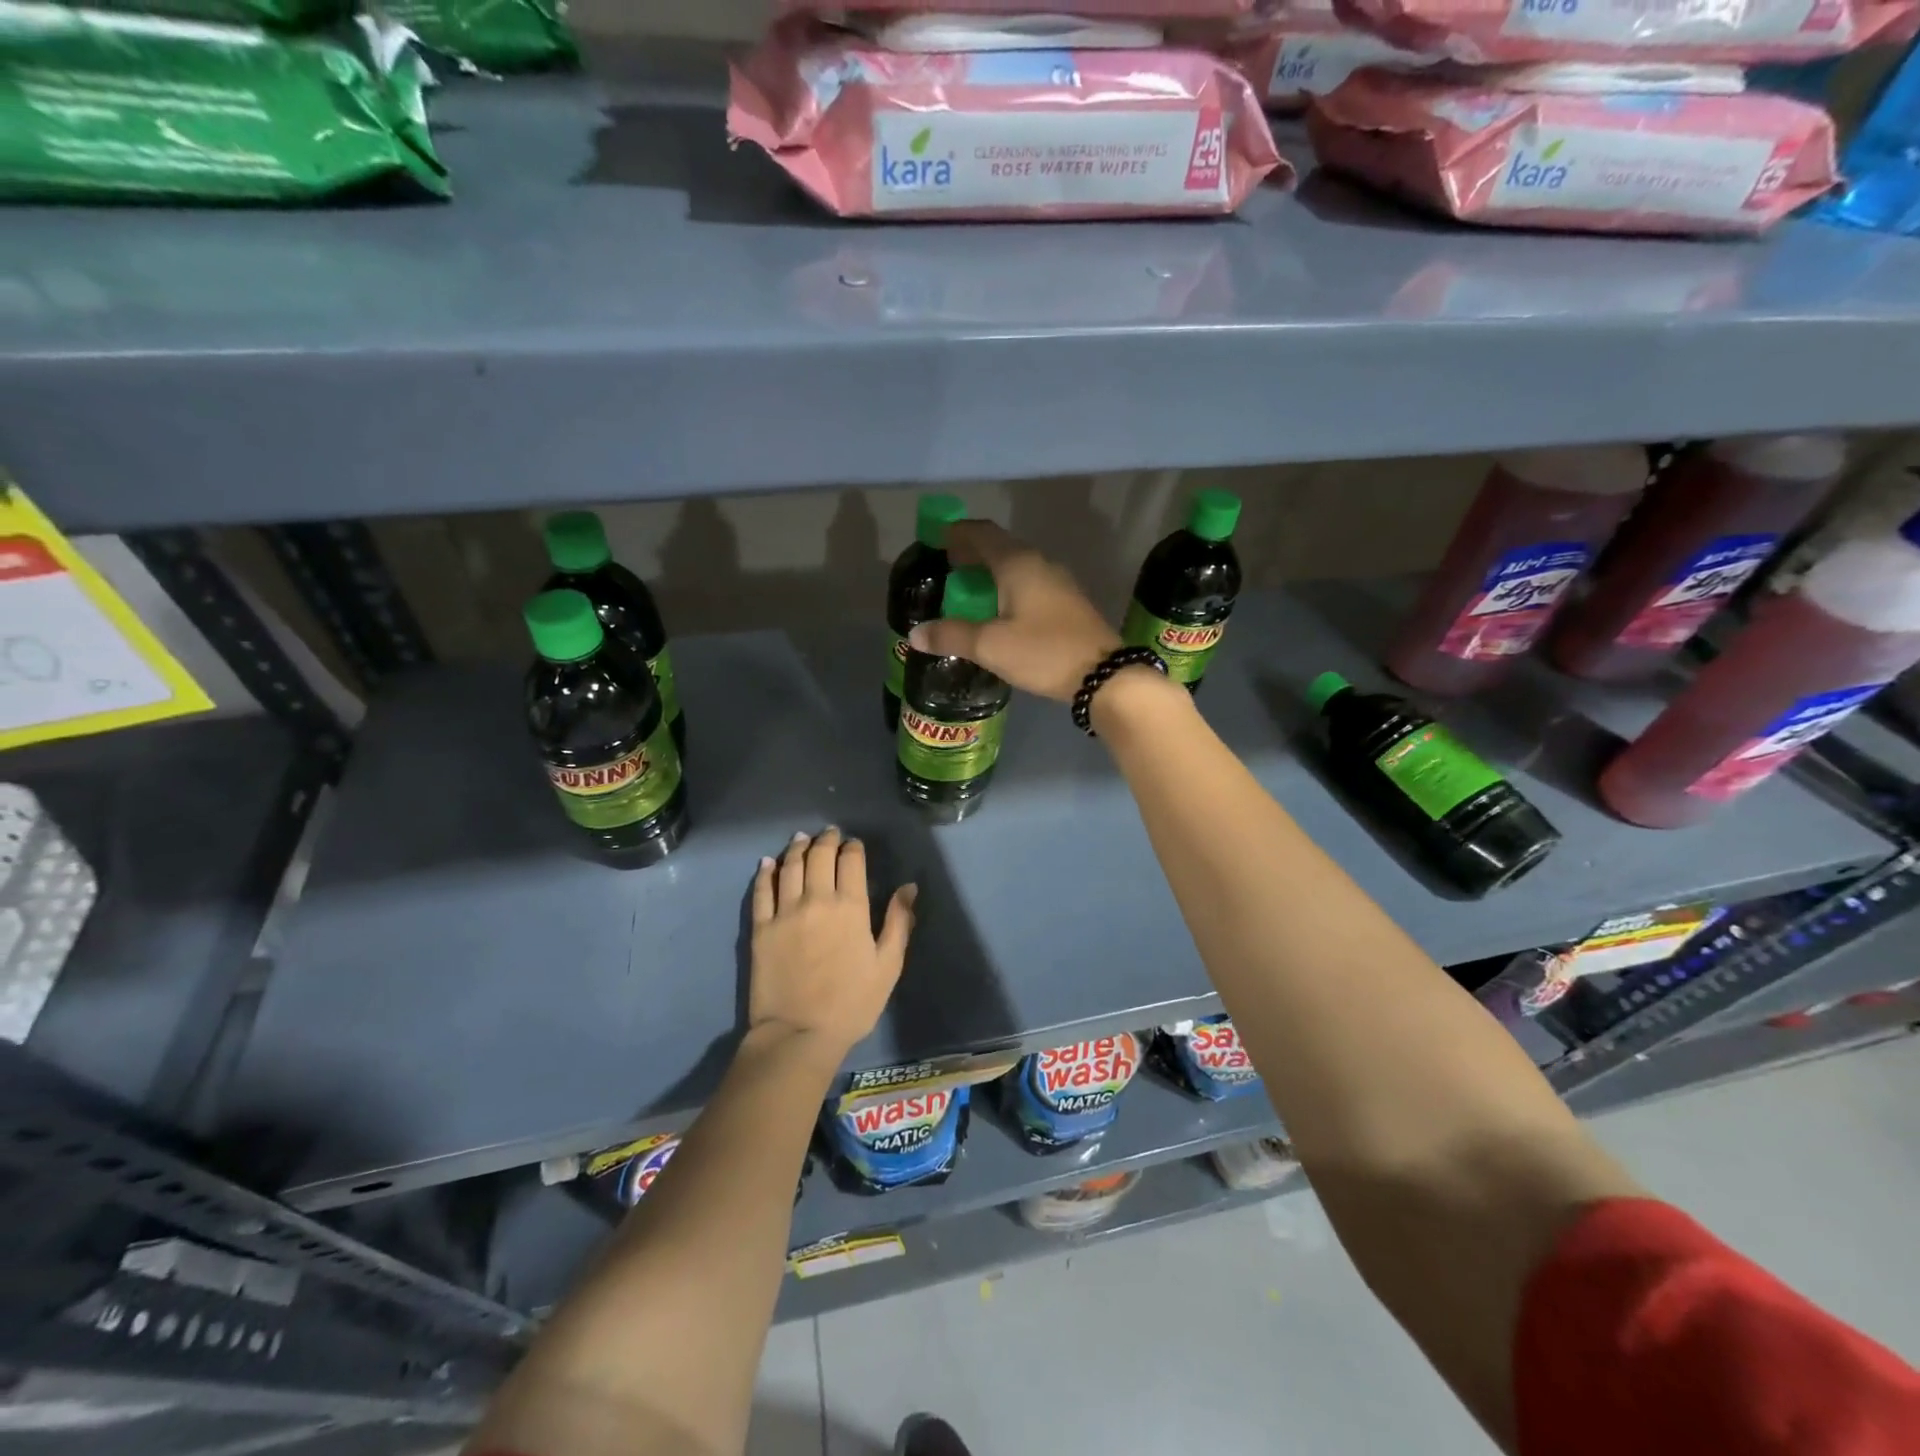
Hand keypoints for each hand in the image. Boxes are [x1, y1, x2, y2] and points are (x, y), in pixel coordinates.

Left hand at [749, 827, 915, 1056]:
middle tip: (829, 834)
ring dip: (797, 848)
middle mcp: (816, 899)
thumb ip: (899, 922)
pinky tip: (767, 863)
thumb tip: (909, 887)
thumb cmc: (852, 1003)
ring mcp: (784, 912)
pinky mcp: (760, 928)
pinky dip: (765, 872)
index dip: (853, 847)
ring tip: (801, 839)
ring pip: (789, 866)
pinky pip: (761, 891)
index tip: (854, 844)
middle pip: (819, 856)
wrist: (799, 1034)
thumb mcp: (888, 966)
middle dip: (826, 840)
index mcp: (850, 907)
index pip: (851, 861)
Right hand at [908, 521, 1120, 701]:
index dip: (956, 533)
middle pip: (999, 547)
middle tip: (946, 568)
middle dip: (971, 554)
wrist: (1104, 675)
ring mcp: (1057, 582)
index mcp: (1018, 563)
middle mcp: (1039, 563)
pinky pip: (1028, 584)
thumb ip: (951, 635)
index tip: (935, 539)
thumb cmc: (1043, 652)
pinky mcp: (1067, 602)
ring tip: (967, 592)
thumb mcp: (990, 646)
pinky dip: (1007, 588)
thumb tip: (916, 633)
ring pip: (1015, 566)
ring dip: (990, 573)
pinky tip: (998, 612)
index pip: (981, 533)